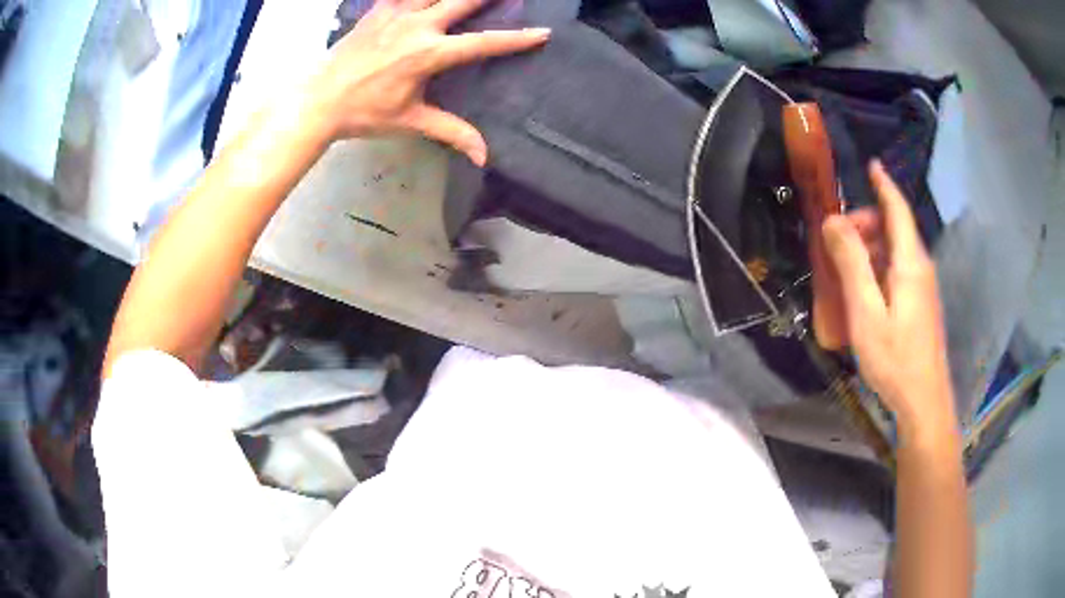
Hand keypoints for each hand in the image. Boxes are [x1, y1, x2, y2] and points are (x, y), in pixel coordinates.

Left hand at [303, 0, 549, 164]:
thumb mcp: (410, 121)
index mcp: (429, 54)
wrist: (319, 100)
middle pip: (463, 1)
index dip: (515, 39)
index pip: (483, 43)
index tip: (542, 33)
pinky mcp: (378, 10)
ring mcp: (396, 14)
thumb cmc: (364, 113)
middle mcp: (417, 26)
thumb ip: (451, 132)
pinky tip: (424, 0)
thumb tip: (483, 157)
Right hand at [822, 162, 955, 436]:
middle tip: (836, 243)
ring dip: (870, 248)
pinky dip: (879, 267)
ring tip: (844, 269)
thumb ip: (851, 264)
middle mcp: (920, 267)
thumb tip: (832, 222)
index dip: (884, 184)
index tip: (872, 165)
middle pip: (894, 228)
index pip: (898, 210)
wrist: (923, 401)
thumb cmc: (895, 358)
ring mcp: (923, 287)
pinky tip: (863, 291)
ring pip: (896, 251)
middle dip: (866, 223)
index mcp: (910, 262)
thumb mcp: (866, 312)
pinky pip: (898, 271)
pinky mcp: (921, 304)